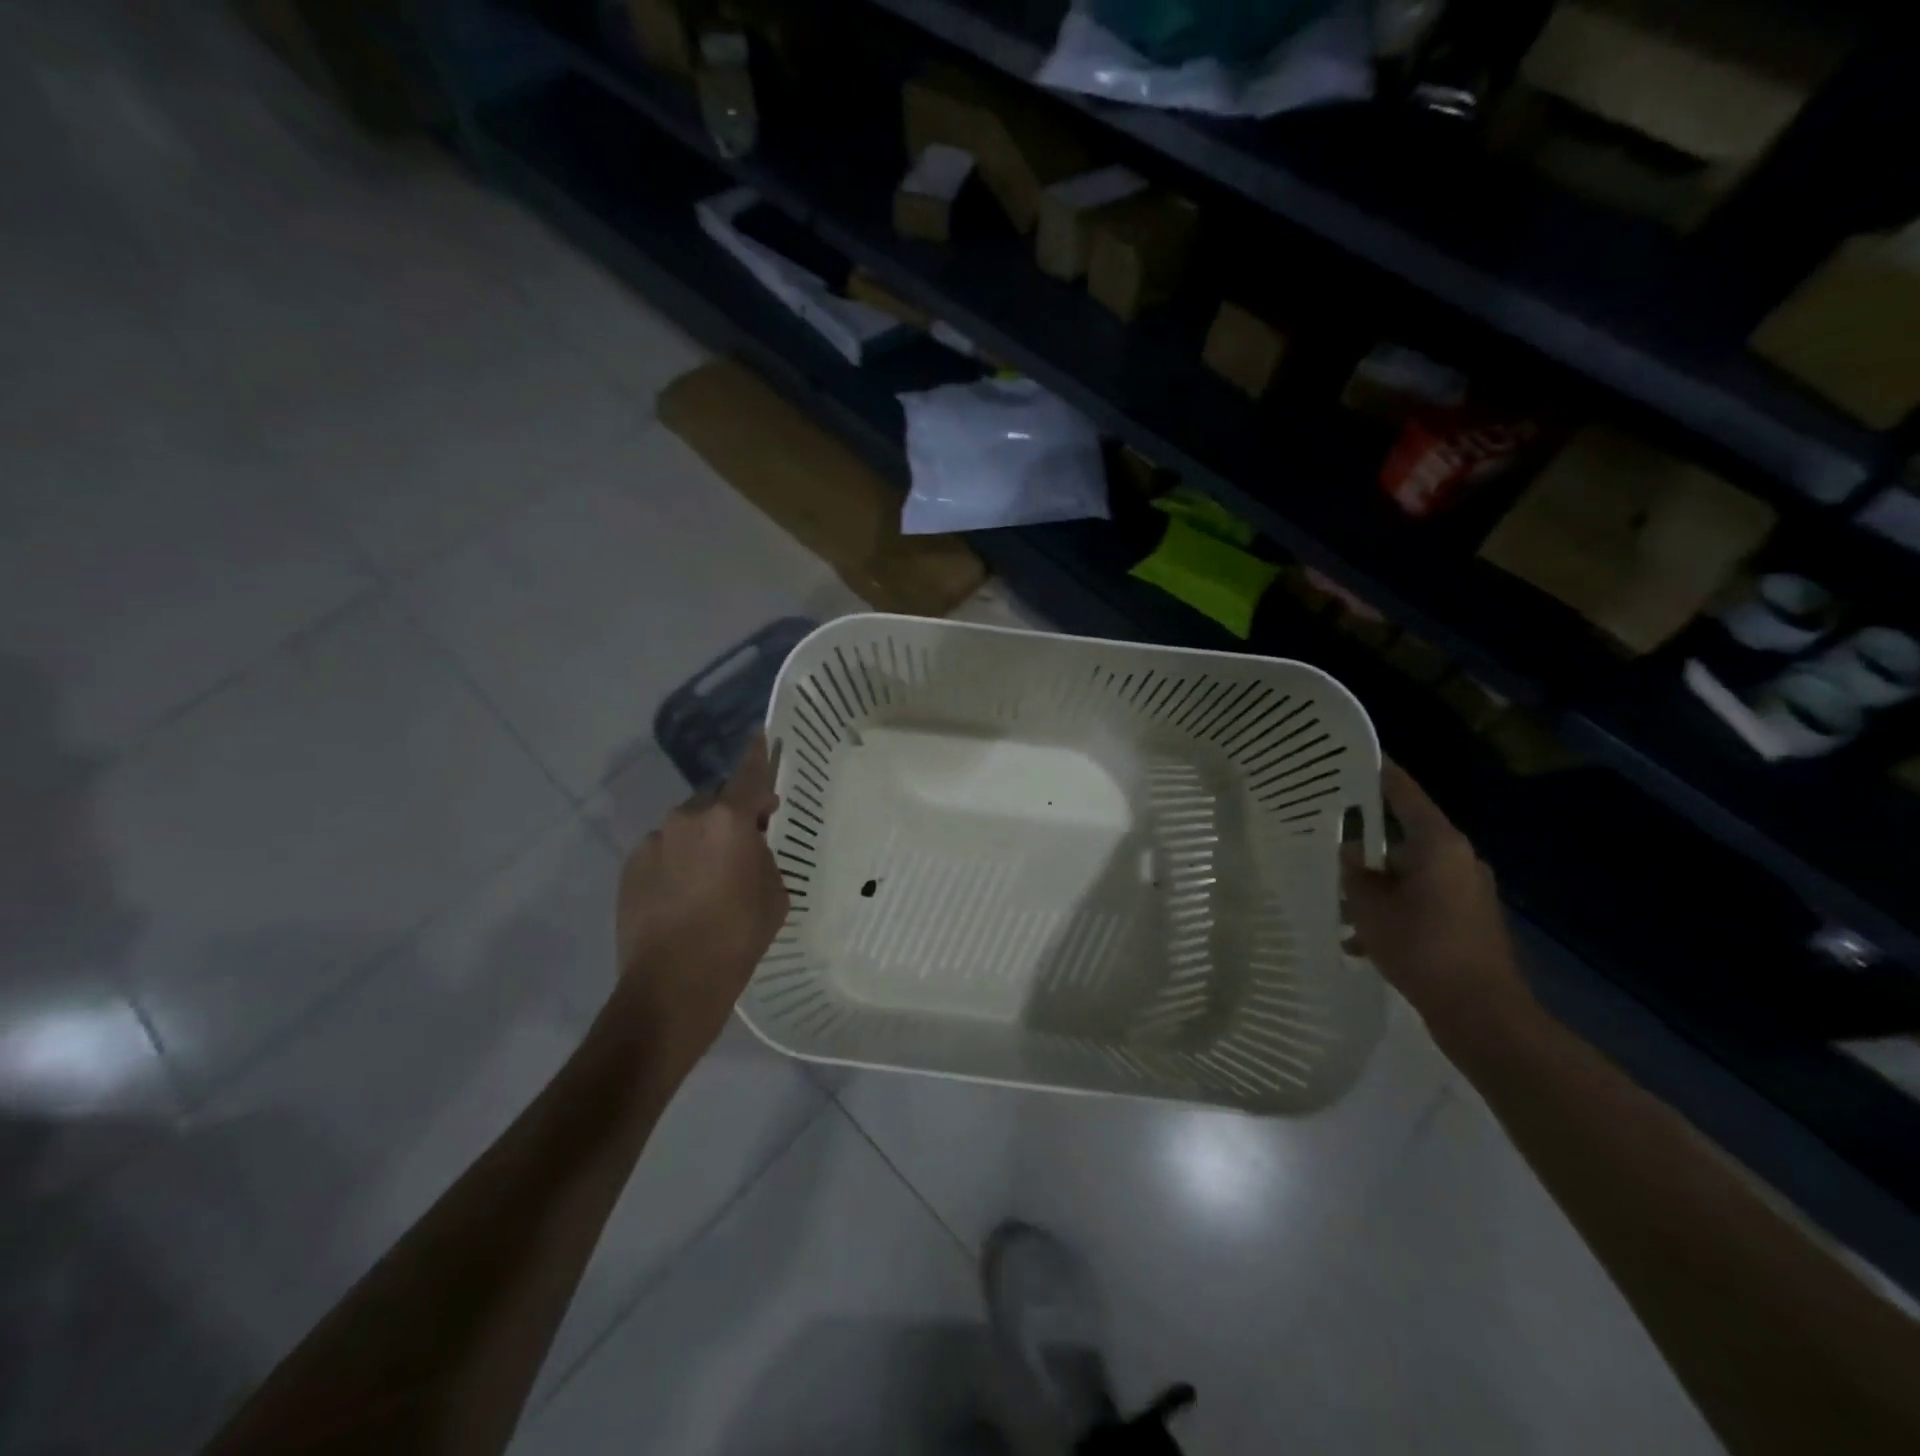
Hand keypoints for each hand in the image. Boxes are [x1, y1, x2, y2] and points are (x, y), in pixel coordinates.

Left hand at [613, 734, 788, 1070]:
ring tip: (709, 878)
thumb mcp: (774, 894)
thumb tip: (749, 847)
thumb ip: (763, 857)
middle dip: (729, 815)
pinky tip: (682, 894)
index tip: (761, 735)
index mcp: (729, 821)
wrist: (672, 985)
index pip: (749, 775)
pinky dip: (675, 861)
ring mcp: (653, 842)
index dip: (758, 754)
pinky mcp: (630, 867)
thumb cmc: (737, 937)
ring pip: (685, 827)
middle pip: (714, 803)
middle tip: (743, 844)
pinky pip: (663, 851)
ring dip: (700, 840)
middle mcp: (687, 819)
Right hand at [1341, 761, 1528, 1043]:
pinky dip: (1393, 912)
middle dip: (1366, 847)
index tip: (1358, 755)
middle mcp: (1459, 860)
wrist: (1481, 1013)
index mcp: (1440, 845)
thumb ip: (1356, 873)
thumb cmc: (1422, 947)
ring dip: (1376, 887)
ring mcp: (1466, 892)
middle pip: (1403, 838)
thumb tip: (1352, 852)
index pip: (1405, 794)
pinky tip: (1360, 940)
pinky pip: (1420, 902)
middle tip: (1328, 843)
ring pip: (1408, 874)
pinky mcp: (1467, 921)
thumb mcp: (1371, 906)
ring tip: (1339, 905)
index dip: (1381, 773)